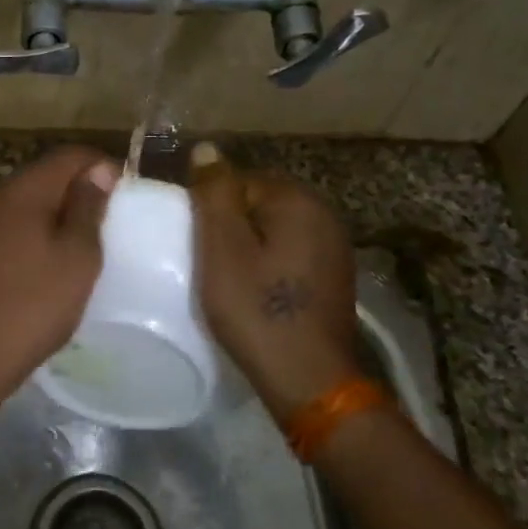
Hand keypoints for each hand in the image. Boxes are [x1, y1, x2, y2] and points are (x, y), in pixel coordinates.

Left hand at [0, 148, 118, 403]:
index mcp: (18, 190)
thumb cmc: (35, 304)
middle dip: (76, 188)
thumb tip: (98, 170)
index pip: (67, 156)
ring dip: (53, 210)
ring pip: (24, 199)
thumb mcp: (77, 256)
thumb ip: (88, 206)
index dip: (100, 165)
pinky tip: (46, 255)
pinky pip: (7, 222)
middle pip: (42, 175)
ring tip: (80, 238)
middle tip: (106, 218)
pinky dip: (31, 228)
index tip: (124, 189)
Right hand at [189, 142, 362, 421]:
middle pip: (258, 203)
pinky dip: (267, 264)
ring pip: (273, 230)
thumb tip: (207, 149)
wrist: (308, 379)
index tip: (193, 242)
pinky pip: (289, 253)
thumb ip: (214, 193)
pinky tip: (254, 291)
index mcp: (298, 200)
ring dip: (248, 246)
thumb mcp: (222, 248)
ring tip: (225, 278)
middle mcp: (324, 214)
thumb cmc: (256, 309)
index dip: (209, 208)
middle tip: (204, 262)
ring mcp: (334, 247)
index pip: (238, 181)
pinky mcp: (333, 276)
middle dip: (229, 226)